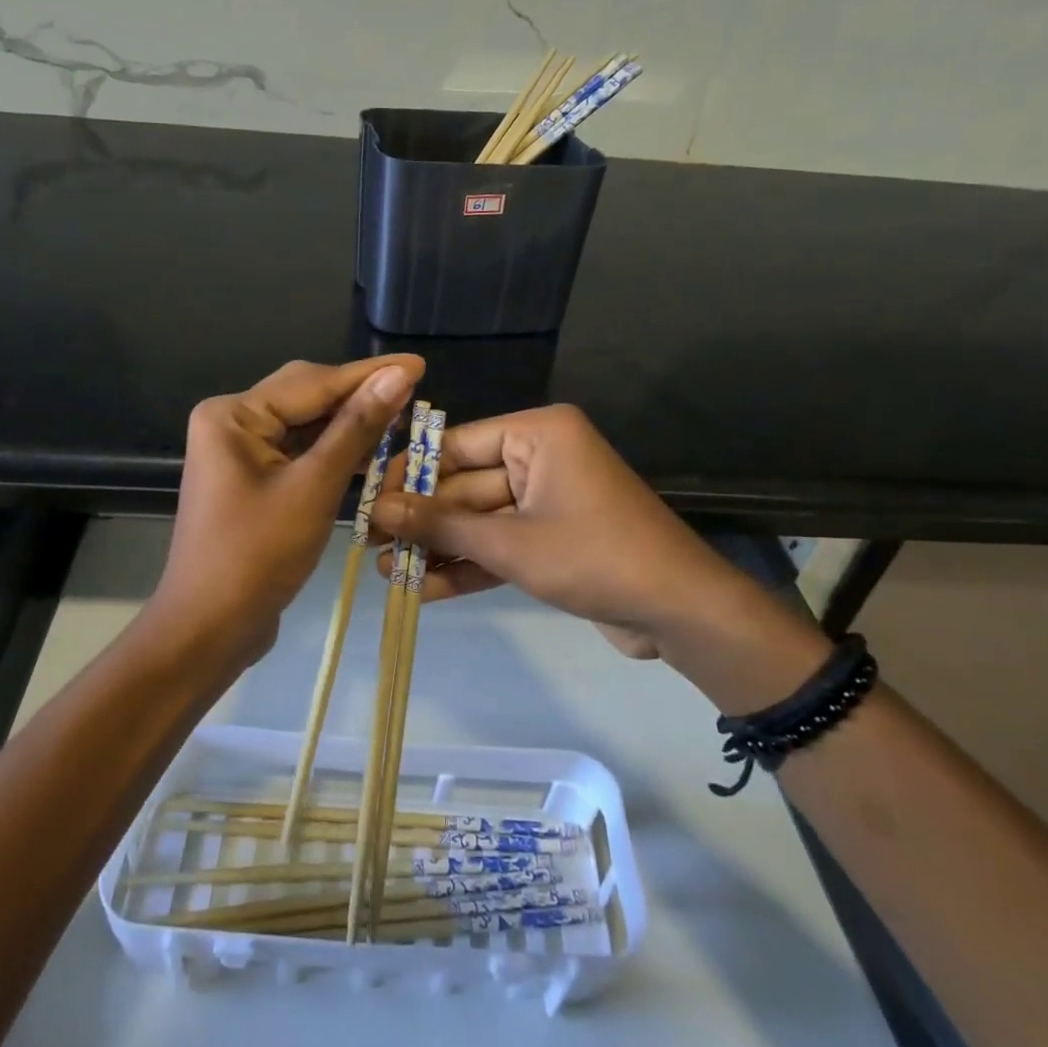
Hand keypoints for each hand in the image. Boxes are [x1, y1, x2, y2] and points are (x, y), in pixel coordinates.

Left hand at [153, 355, 422, 668]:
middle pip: (306, 397)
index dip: (369, 374)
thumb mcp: (314, 488)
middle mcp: (232, 423)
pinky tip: (370, 452)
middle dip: (359, 396)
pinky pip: (299, 452)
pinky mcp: (252, 480)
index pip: (313, 382)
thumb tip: (398, 375)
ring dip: (350, 425)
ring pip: (306, 425)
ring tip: (402, 418)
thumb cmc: (257, 556)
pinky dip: (333, 452)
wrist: (209, 629)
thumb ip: (356, 428)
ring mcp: (240, 453)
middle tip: (414, 391)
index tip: (419, 364)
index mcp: (233, 416)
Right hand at [368, 404, 731, 652]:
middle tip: (369, 545)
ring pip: (479, 520)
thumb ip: (442, 525)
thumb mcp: (510, 542)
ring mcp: (547, 500)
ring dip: (439, 548)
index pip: (457, 444)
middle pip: (465, 486)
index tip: (368, 500)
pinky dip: (469, 566)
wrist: (679, 612)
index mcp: (538, 434)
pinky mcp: (552, 539)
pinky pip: (501, 544)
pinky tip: (423, 590)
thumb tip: (379, 510)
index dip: (410, 474)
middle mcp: (541, 458)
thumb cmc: (593, 556)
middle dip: (421, 521)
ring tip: (386, 573)